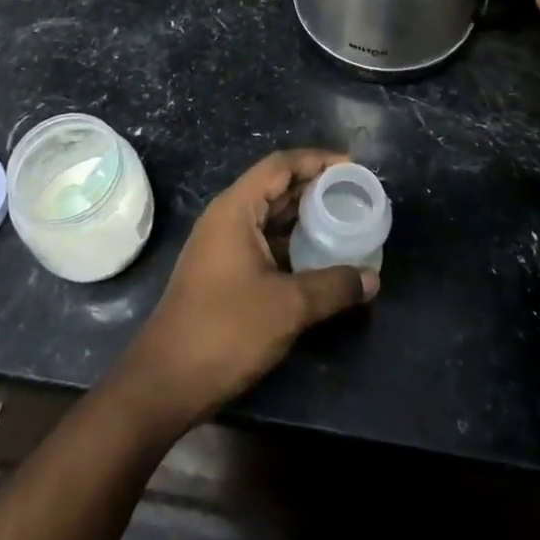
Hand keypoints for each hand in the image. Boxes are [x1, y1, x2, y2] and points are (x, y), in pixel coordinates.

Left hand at [109, 149, 378, 430]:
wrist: (166, 380)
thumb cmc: (226, 330)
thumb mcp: (288, 306)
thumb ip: (333, 286)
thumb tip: (373, 278)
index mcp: (236, 209)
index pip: (280, 165)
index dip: (317, 159)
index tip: (352, 165)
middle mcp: (227, 217)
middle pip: (275, 186)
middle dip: (314, 185)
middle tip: (354, 192)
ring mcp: (222, 245)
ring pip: (270, 216)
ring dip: (304, 215)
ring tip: (343, 218)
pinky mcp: (223, 271)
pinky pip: (264, 241)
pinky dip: (292, 241)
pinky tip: (318, 256)